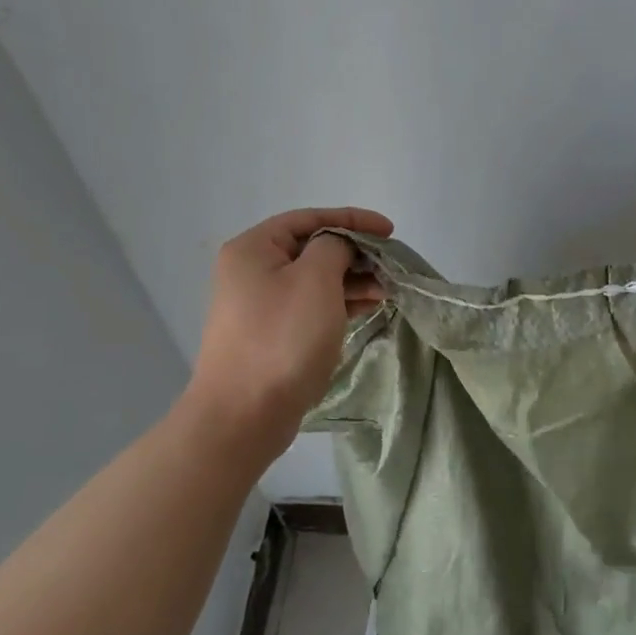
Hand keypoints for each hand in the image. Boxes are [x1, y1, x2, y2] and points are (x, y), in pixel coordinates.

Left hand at [185, 207, 392, 458]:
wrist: (244, 415)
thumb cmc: (282, 338)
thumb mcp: (315, 279)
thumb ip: (334, 247)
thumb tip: (340, 248)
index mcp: (254, 248)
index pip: (310, 218)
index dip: (353, 219)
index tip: (390, 231)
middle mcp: (252, 270)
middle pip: (313, 248)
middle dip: (356, 253)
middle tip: (391, 264)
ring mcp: (261, 305)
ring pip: (316, 278)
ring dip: (353, 279)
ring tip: (388, 289)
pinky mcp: (273, 333)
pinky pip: (313, 305)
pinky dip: (341, 302)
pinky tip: (370, 306)